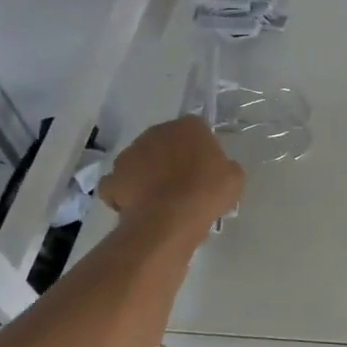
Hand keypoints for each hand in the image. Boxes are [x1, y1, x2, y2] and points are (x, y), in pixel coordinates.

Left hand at [98, 115, 243, 232]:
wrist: (169, 220)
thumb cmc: (207, 192)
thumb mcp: (234, 178)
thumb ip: (225, 167)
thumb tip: (217, 171)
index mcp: (188, 126)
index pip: (196, 130)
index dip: (200, 150)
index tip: (205, 170)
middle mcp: (156, 132)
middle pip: (164, 143)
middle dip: (170, 159)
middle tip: (183, 184)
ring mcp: (129, 154)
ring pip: (140, 161)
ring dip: (147, 174)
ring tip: (159, 200)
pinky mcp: (112, 179)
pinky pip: (118, 184)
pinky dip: (124, 193)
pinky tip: (138, 207)